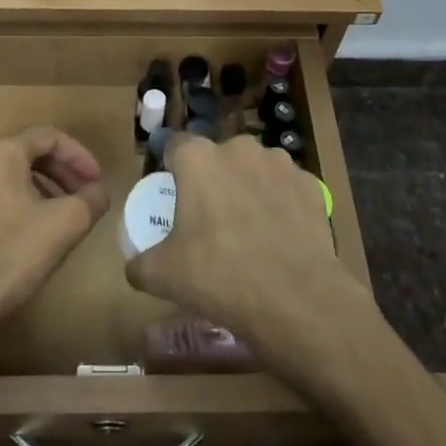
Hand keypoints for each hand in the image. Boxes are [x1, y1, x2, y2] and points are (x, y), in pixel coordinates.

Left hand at [0, 127, 108, 326]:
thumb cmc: (13, 254)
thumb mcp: (67, 223)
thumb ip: (92, 199)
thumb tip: (98, 192)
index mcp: (2, 155)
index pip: (49, 137)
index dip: (80, 155)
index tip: (97, 180)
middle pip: (30, 155)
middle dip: (63, 173)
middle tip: (85, 196)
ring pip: (13, 179)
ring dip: (45, 191)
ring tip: (65, 218)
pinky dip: (23, 206)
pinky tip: (35, 237)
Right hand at [124, 136, 364, 360]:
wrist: (295, 299)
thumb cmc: (219, 276)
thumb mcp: (161, 275)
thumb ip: (139, 263)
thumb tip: (134, 266)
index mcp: (198, 158)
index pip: (175, 146)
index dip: (171, 169)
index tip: (173, 197)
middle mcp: (238, 148)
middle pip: (217, 157)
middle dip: (212, 179)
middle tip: (210, 219)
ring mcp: (279, 163)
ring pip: (254, 169)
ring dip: (248, 188)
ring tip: (249, 229)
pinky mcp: (311, 184)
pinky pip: (285, 188)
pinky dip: (280, 203)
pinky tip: (279, 235)